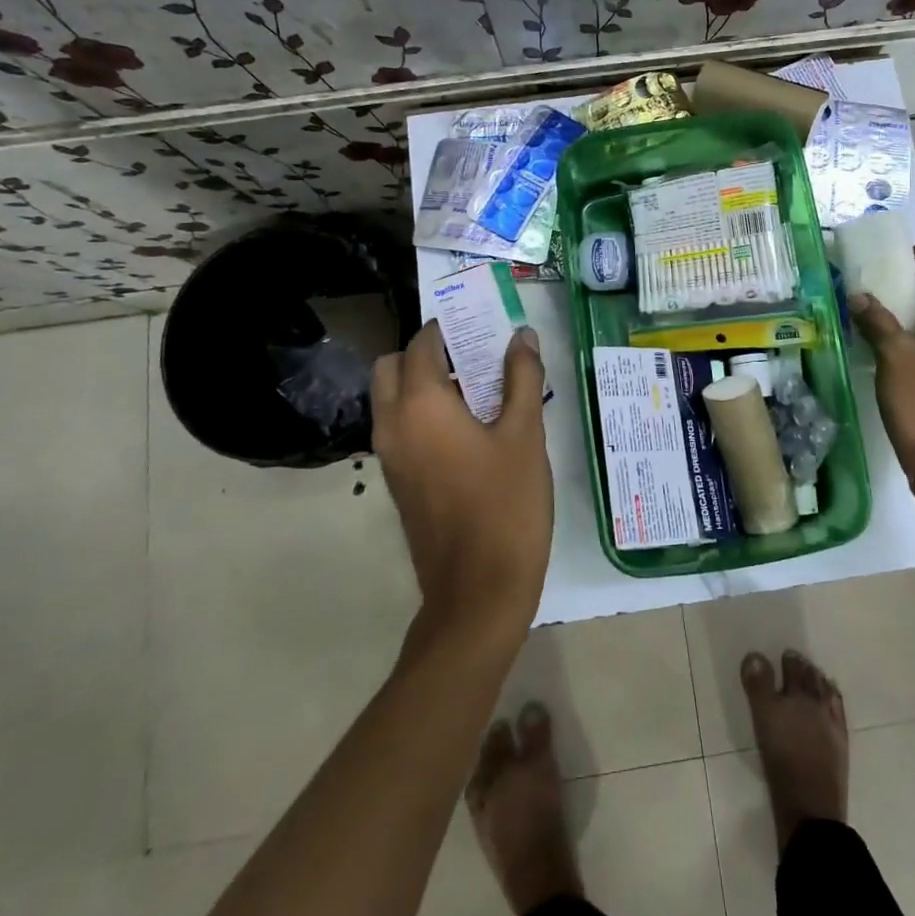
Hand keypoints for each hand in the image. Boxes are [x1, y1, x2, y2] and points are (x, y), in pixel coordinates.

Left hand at [371, 321, 551, 635]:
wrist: (478, 589)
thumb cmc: (506, 504)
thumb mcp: (525, 434)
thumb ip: (522, 378)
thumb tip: (521, 336)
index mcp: (420, 404)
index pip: (422, 343)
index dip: (449, 328)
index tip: (482, 326)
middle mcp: (393, 423)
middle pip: (394, 366)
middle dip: (427, 353)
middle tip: (474, 358)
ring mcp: (390, 456)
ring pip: (392, 398)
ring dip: (423, 383)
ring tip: (478, 391)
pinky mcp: (397, 481)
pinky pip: (399, 427)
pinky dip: (421, 413)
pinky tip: (469, 429)